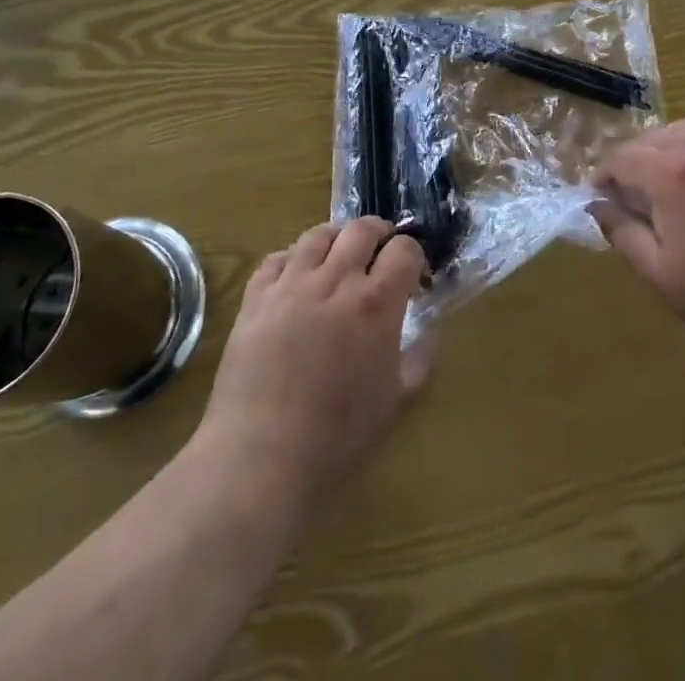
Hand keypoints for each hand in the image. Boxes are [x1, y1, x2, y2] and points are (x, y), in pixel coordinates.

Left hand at [197, 219, 431, 509]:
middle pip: (362, 229)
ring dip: (336, 238)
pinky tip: (296, 277)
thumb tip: (429, 331)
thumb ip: (419, 359)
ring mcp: (292, 285)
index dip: (413, 255)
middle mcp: (336, 280)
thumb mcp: (395, 402)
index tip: (413, 275)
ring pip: (318, 235)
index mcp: (376, 302)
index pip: (404, 250)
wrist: (261, 455)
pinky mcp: (256, 298)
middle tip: (381, 252)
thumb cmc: (337, 434)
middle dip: (379, 233)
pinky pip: (276, 258)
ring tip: (339, 255)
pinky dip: (292, 259)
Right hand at [592, 120, 684, 374]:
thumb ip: (622, 233)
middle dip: (629, 163)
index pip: (622, 157)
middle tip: (625, 200)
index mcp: (673, 175)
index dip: (602, 176)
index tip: (597, 200)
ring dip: (660, 151)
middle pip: (650, 139)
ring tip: (657, 187)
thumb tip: (598, 206)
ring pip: (682, 132)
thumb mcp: (660, 274)